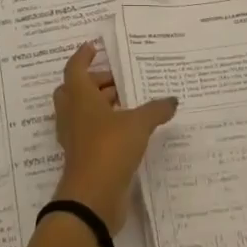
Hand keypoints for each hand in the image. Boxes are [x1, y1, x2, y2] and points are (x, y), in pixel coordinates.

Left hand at [52, 42, 178, 230]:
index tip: (94, 47)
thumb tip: (172, 100)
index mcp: (80, 97)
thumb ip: (156, 110)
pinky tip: (127, 130)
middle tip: (116, 81)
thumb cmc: (109, 148)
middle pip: (74, 89)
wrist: (92, 199)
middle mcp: (73, 114)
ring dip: (99, 104)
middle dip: (94, 82)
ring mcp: (75, 138)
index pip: (75, 68)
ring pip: (81, 112)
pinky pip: (89, 133)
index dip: (83, 56)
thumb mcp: (139, 125)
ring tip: (126, 104)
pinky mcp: (82, 158)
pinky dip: (103, 126)